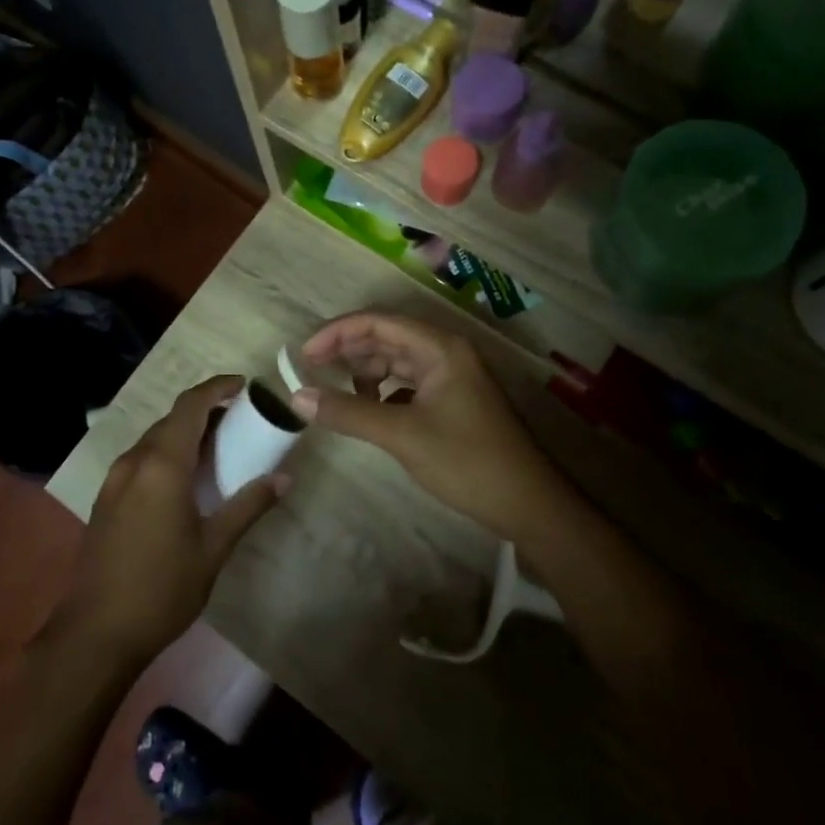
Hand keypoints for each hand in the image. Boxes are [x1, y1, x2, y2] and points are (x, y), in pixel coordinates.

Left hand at [63, 376, 287, 664]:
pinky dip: (167, 453)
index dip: (217, 388)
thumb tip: (284, 478)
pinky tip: (185, 479)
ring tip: (217, 448)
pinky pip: (141, 459)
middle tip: (240, 421)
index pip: (190, 405)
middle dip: (205, 411)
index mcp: (161, 466)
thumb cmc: (162, 588)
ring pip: (154, 439)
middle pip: (172, 419)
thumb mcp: (214, 548)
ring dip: (185, 433)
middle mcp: (134, 462)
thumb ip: (248, 506)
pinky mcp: (106, 499)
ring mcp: (114, 480)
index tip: (244, 386)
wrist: (96, 633)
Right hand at [290, 312, 568, 543]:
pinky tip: (370, 412)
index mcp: (440, 348)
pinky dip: (384, 392)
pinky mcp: (452, 400)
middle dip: (348, 351)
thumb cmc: (466, 461)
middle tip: (312, 372)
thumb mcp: (401, 435)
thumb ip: (348, 413)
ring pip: (397, 361)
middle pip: (387, 337)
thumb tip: (297, 397)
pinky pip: (408, 383)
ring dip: (366, 373)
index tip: (305, 355)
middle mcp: (446, 352)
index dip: (337, 332)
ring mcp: (451, 376)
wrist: (527, 502)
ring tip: (339, 396)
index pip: (378, 322)